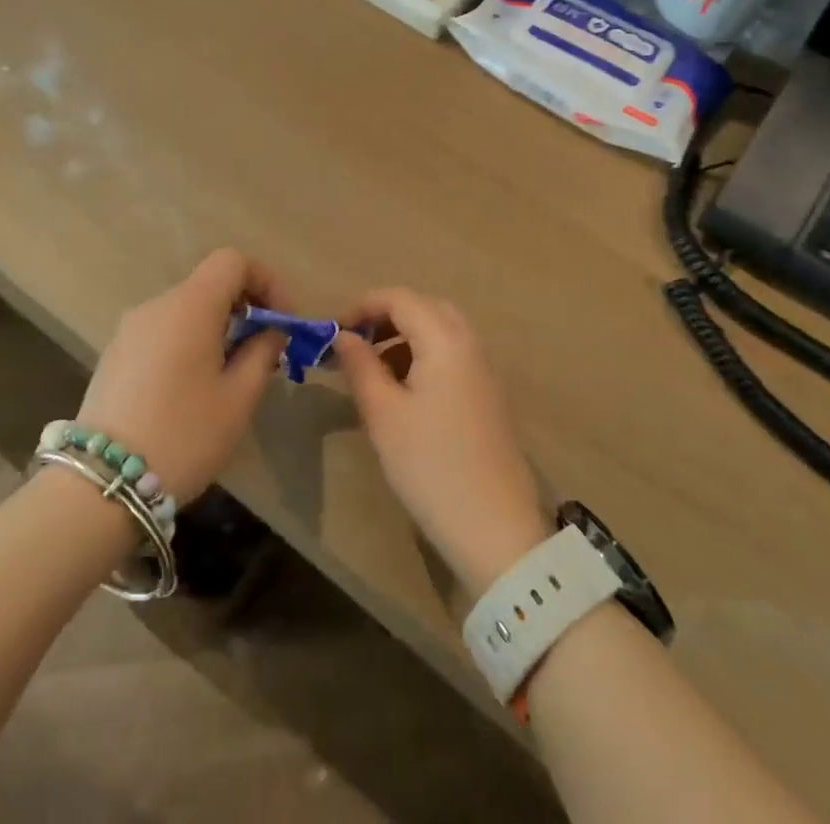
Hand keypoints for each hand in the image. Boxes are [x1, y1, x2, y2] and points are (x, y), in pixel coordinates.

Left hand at [76, 249, 286, 503]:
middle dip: (244, 308)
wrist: (102, 485)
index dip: (266, 281)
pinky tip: (192, 389)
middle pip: (209, 285)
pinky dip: (188, 343)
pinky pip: (163, 332)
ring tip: (231, 375)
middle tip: (265, 352)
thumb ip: (262, 353)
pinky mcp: (114, 355)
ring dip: (217, 328)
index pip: (233, 261)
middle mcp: (156, 306)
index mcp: (189, 306)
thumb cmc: (184, 435)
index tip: (282, 320)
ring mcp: (129, 330)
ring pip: (186, 310)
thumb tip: (270, 332)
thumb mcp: (238, 399)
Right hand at [332, 289, 551, 594]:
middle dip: (386, 318)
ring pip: (440, 332)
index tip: (333, 331)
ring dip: (404, 338)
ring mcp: (484, 371)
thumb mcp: (384, 415)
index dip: (362, 306)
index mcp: (445, 340)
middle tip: (356, 345)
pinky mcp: (489, 397)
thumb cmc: (431, 467)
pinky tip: (404, 394)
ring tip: (373, 371)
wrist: (497, 531)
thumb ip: (361, 366)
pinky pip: (452, 357)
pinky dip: (423, 358)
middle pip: (424, 308)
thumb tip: (344, 336)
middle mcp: (470, 345)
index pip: (400, 298)